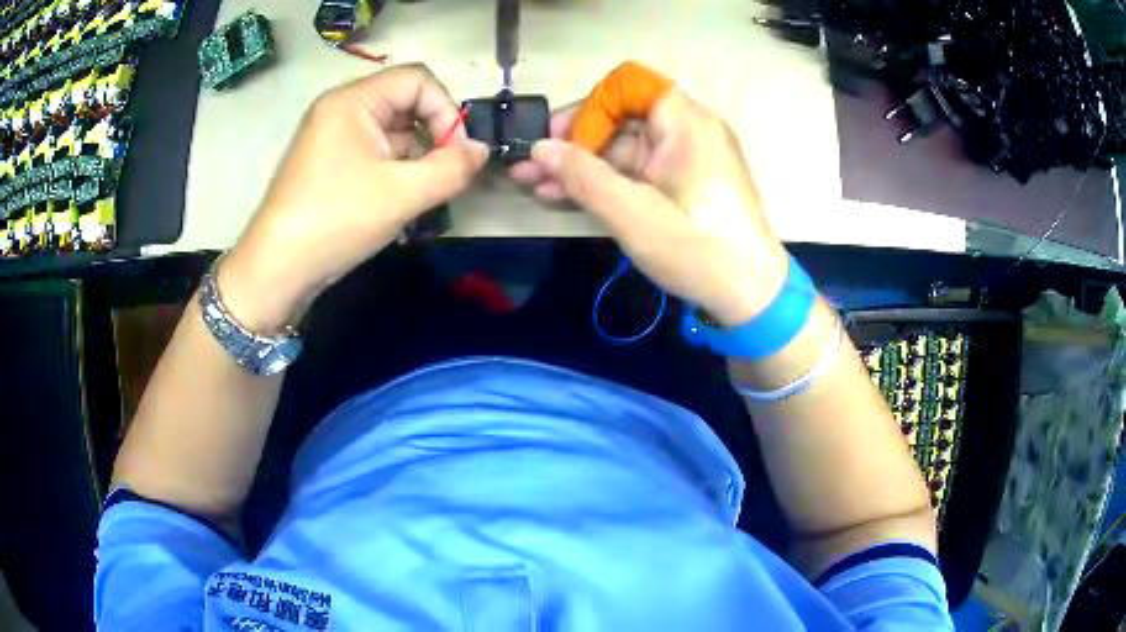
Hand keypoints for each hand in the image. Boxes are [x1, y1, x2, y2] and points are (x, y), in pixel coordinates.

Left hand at [219, 64, 488, 331]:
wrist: (277, 270)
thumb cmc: (336, 220)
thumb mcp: (403, 194)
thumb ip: (452, 168)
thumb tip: (481, 151)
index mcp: (353, 100)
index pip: (417, 80)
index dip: (446, 110)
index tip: (456, 154)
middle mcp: (341, 109)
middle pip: (405, 104)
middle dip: (432, 138)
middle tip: (444, 178)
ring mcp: (331, 137)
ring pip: (391, 133)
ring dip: (415, 160)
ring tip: (421, 198)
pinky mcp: (328, 164)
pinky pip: (373, 153)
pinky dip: (394, 172)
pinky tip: (399, 204)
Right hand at [511, 90, 788, 326]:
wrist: (752, 298)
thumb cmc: (700, 251)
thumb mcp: (635, 215)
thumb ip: (584, 178)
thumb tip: (539, 148)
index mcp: (685, 123)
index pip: (629, 85)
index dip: (592, 107)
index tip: (562, 141)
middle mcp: (687, 130)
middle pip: (621, 117)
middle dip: (573, 141)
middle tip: (531, 169)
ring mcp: (685, 158)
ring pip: (623, 147)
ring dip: (581, 165)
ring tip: (535, 186)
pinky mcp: (682, 183)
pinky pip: (637, 170)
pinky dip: (605, 181)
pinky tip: (565, 197)